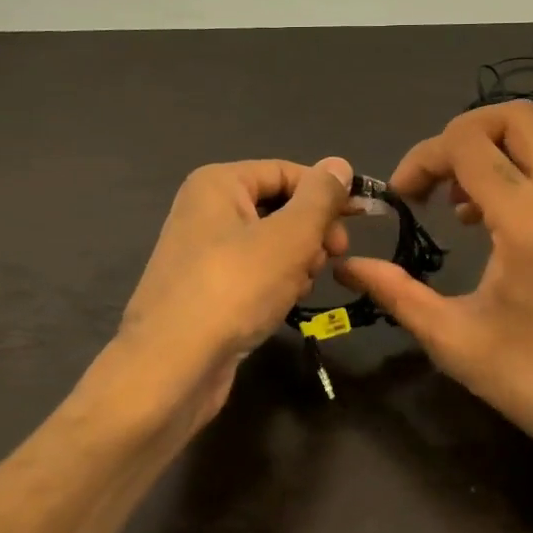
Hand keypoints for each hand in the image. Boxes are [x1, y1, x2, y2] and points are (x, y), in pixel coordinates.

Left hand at [97, 157, 352, 437]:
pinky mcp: (207, 288)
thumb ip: (320, 197)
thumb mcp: (289, 237)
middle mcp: (206, 209)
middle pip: (280, 206)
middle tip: (333, 258)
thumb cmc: (234, 289)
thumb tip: (339, 164)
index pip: (288, 172)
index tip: (361, 220)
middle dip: (311, 232)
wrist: (171, 368)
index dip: (327, 193)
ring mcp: (204, 251)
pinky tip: (282, 304)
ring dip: (297, 262)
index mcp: (219, 183)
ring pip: (271, 243)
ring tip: (298, 287)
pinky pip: (254, 272)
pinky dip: (275, 283)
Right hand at [338, 105, 532, 496]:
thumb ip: (396, 293)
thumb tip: (348, 266)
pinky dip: (512, 171)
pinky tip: (488, 221)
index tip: (402, 197)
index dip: (423, 157)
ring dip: (488, 151)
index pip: (468, 142)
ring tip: (455, 203)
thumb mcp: (454, 341)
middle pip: (514, 116)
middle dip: (461, 132)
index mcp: (530, 221)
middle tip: (432, 179)